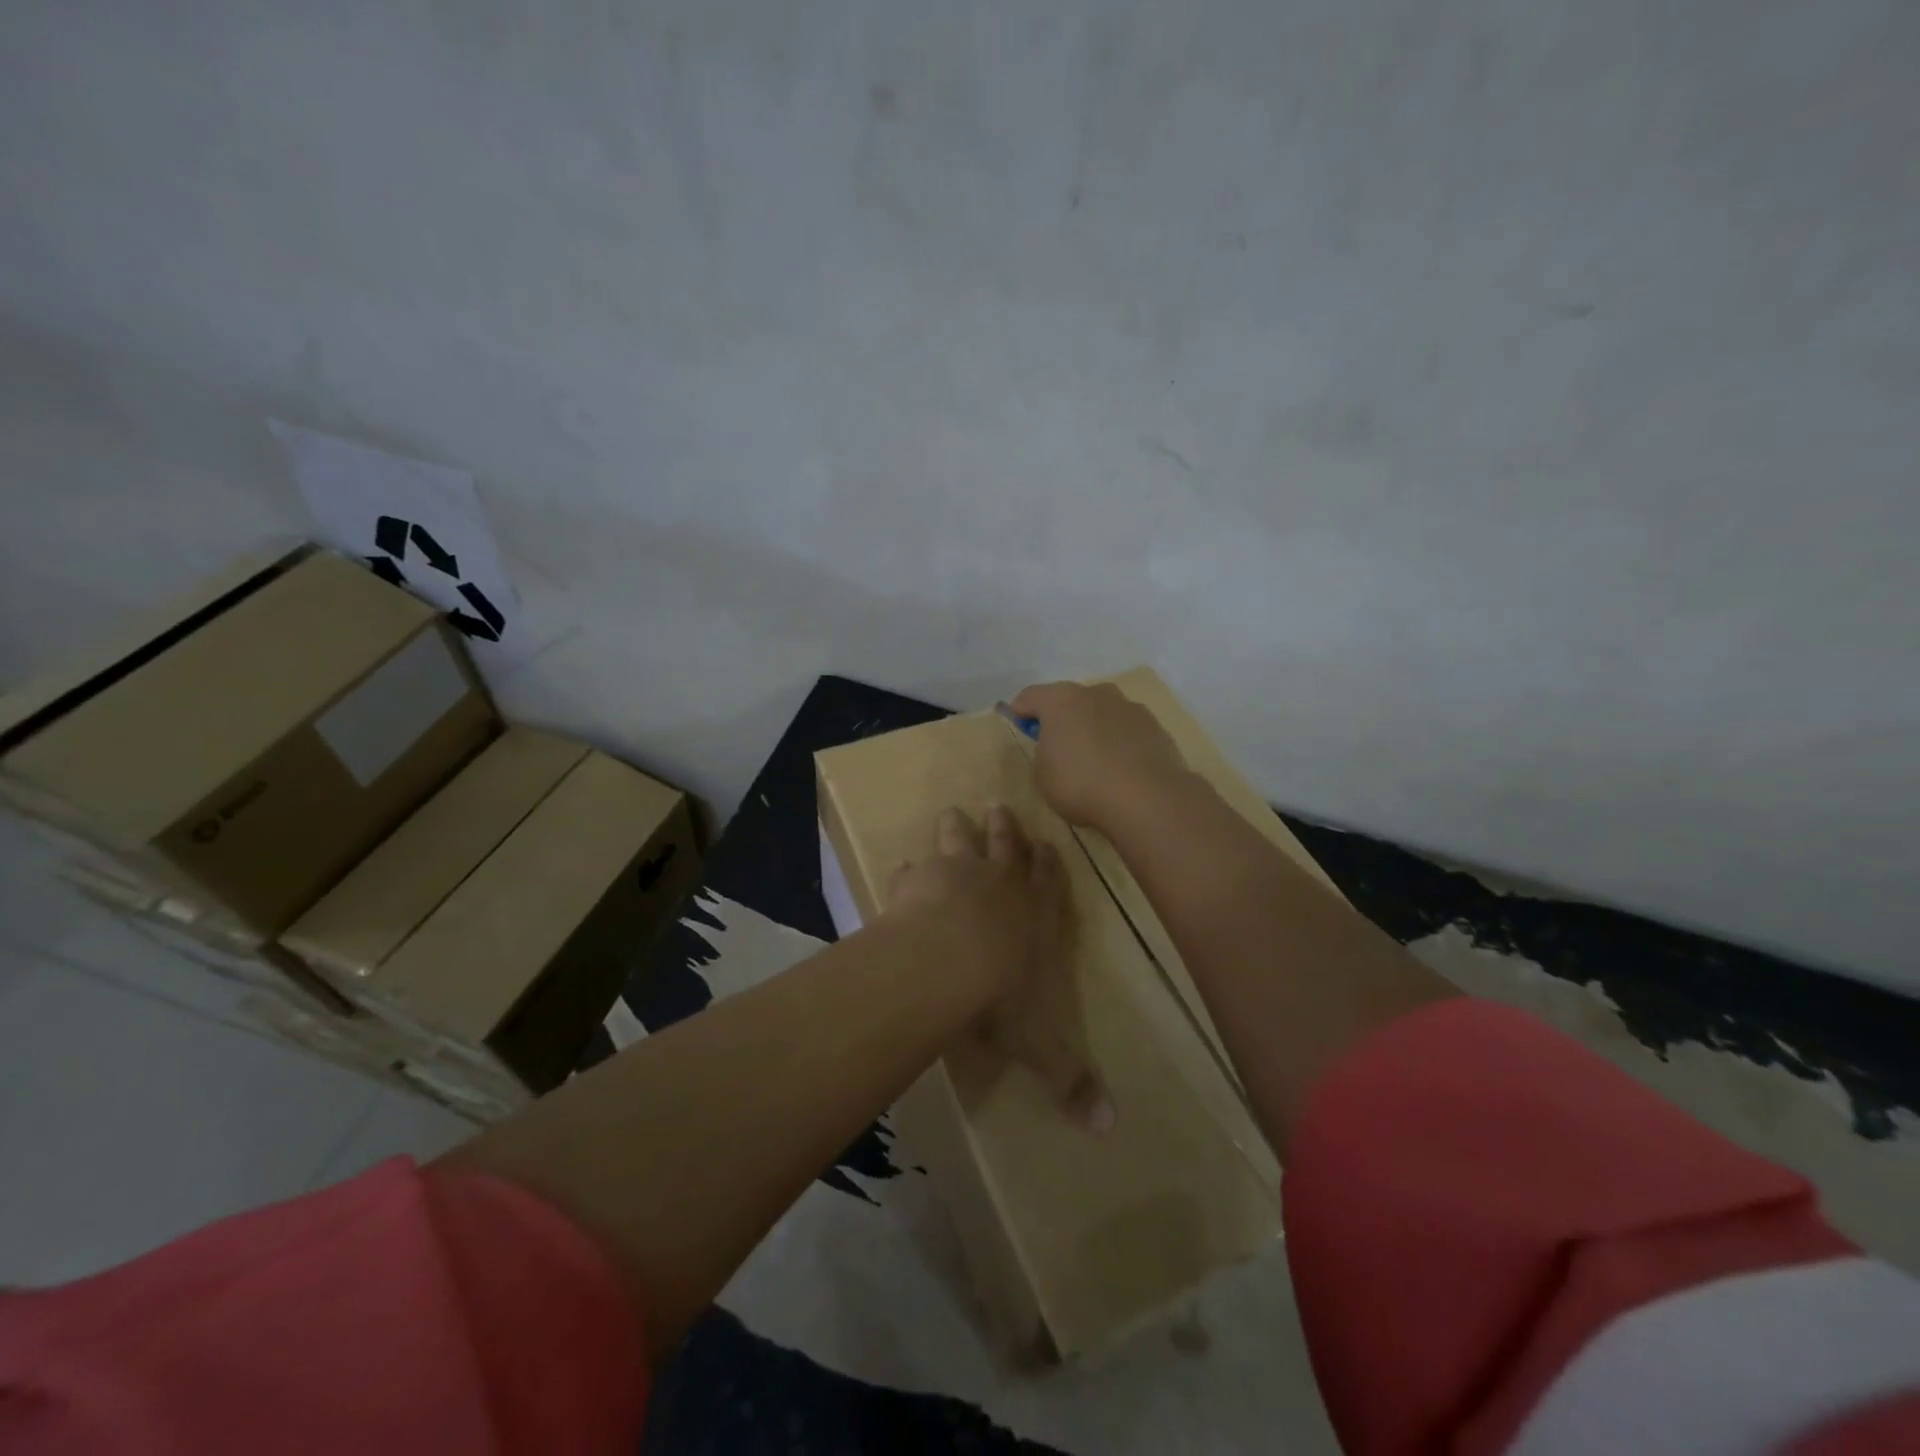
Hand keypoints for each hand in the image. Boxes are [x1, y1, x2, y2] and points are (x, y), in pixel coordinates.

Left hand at [887, 805, 1114, 1134]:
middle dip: (1005, 828)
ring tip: (953, 812)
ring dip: (957, 827)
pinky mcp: (918, 879)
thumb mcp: (1042, 1045)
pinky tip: (902, 864)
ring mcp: (958, 874)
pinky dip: (909, 869)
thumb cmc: (1002, 997)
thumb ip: (1071, 1080)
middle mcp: (1000, 884)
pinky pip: (913, 869)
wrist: (947, 962)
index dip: (1048, 862)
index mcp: (1035, 914)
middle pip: (1006, 844)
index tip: (1047, 842)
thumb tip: (1109, 1130)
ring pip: (960, 840)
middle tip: (1000, 806)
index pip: (1049, 879)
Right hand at [1009, 681, 1193, 833]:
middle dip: (1062, 718)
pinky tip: (1121, 769)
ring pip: (1103, 712)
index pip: (1031, 696)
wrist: (1146, 799)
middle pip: (1071, 700)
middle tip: (1058, 746)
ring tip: (1095, 760)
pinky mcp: (1155, 727)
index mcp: (1061, 700)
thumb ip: (1044, 752)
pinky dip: (1120, 742)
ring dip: (1094, 728)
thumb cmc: (1081, 784)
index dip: (1021, 711)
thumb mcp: (1043, 775)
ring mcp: (1130, 707)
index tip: (1019, 727)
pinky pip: (1128, 731)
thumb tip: (1055, 746)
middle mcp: (1096, 693)